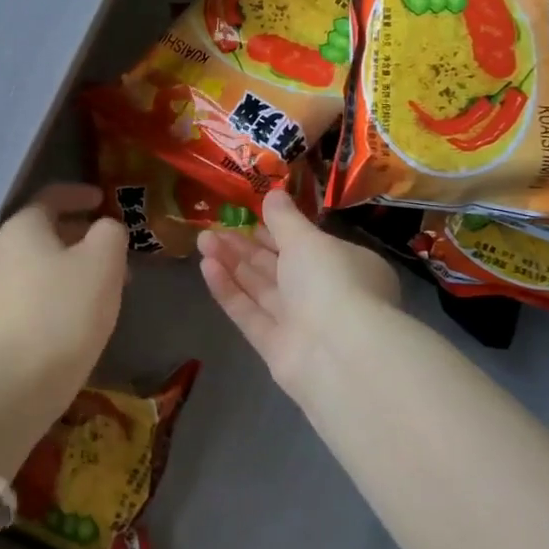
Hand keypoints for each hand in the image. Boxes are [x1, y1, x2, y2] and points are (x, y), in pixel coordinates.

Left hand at [0, 184, 127, 396]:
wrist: (11, 386)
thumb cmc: (62, 312)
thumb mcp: (102, 262)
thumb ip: (110, 233)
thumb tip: (105, 229)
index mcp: (23, 227)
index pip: (51, 196)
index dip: (79, 194)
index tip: (103, 199)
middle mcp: (1, 252)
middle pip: (46, 232)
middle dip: (83, 237)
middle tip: (116, 250)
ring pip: (42, 267)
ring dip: (75, 269)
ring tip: (108, 287)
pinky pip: (35, 296)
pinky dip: (61, 295)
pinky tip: (82, 317)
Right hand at [198, 189, 399, 404]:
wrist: (340, 354)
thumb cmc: (332, 281)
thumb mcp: (308, 239)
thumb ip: (285, 219)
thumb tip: (274, 194)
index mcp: (346, 266)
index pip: (308, 246)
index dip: (277, 231)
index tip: (247, 217)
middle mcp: (325, 295)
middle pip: (279, 267)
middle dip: (245, 247)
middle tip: (213, 227)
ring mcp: (301, 324)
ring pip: (261, 289)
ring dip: (232, 264)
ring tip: (202, 240)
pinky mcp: (277, 348)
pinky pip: (250, 314)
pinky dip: (230, 291)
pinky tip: (206, 267)